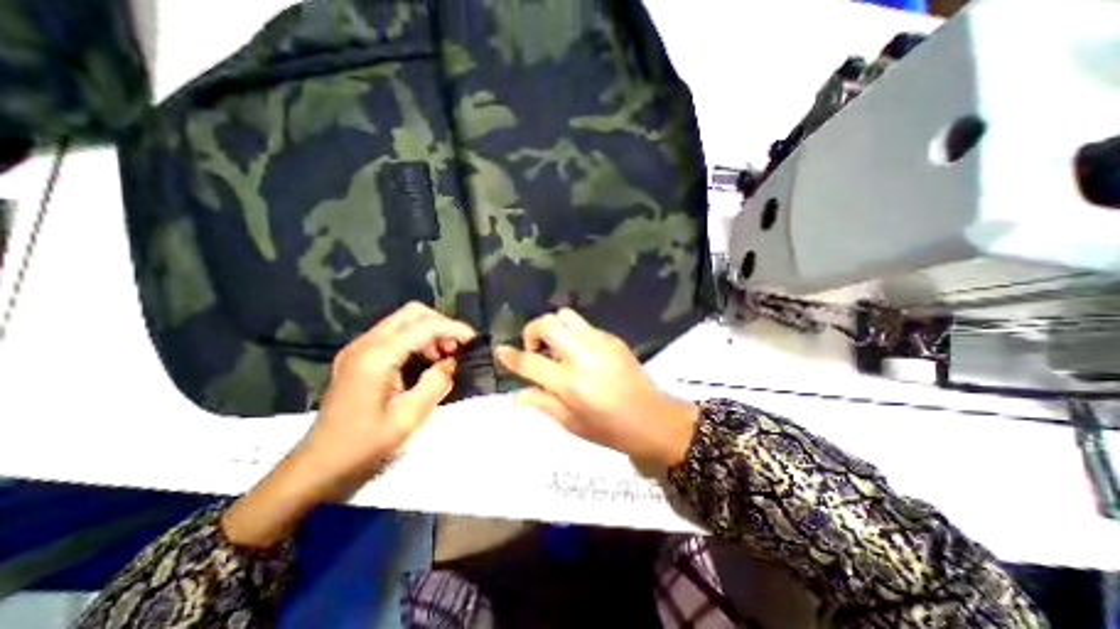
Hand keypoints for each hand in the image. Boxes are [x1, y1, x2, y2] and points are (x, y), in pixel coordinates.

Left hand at [224, 302, 473, 548]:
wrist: (318, 465)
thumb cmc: (363, 445)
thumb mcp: (409, 417)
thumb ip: (435, 383)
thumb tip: (450, 364)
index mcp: (377, 356)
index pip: (424, 326)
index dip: (453, 328)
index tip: (474, 341)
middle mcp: (366, 344)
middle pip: (412, 313)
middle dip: (440, 325)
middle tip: (455, 349)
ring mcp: (358, 348)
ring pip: (403, 321)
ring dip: (428, 332)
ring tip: (442, 358)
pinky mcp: (357, 357)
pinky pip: (393, 335)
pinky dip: (415, 341)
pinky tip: (423, 363)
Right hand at [495, 306, 696, 466]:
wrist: (652, 419)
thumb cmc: (609, 429)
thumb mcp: (570, 423)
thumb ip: (540, 403)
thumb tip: (512, 396)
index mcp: (570, 383)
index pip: (531, 362)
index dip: (511, 356)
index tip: (501, 351)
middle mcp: (583, 356)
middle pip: (548, 324)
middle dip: (532, 331)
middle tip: (535, 349)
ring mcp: (600, 343)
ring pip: (566, 315)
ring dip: (553, 327)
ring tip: (556, 347)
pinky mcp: (613, 339)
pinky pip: (585, 325)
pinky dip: (573, 333)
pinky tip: (579, 352)